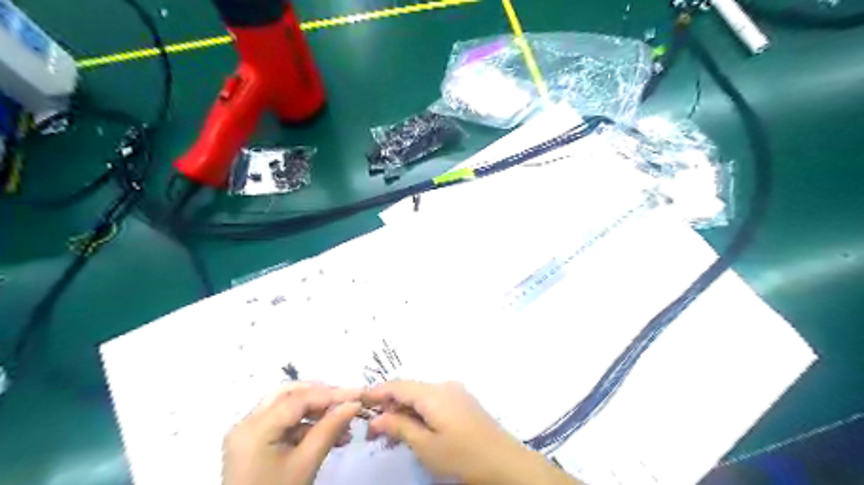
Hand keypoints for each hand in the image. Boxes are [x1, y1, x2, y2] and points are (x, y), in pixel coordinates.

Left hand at [225, 383, 360, 483]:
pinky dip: (306, 425)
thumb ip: (329, 429)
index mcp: (255, 427)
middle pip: (290, 394)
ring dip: (316, 411)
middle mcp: (247, 422)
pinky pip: (283, 423)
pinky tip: (329, 434)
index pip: (299, 399)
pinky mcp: (254, 443)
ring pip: (287, 406)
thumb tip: (354, 404)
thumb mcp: (305, 464)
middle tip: (347, 402)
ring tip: (343, 422)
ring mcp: (248, 432)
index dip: (332, 394)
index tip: (359, 395)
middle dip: (321, 396)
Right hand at [361, 384, 579, 484]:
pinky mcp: (464, 402)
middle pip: (410, 388)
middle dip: (390, 403)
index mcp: (434, 393)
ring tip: (390, 429)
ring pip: (422, 395)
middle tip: (372, 425)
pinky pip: (434, 400)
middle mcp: (445, 386)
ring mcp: (457, 392)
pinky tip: (414, 427)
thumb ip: (400, 427)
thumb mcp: (426, 446)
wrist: (506, 463)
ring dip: (405, 408)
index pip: (398, 385)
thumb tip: (377, 418)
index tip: (358, 400)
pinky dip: (420, 410)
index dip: (377, 391)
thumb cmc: (463, 457)